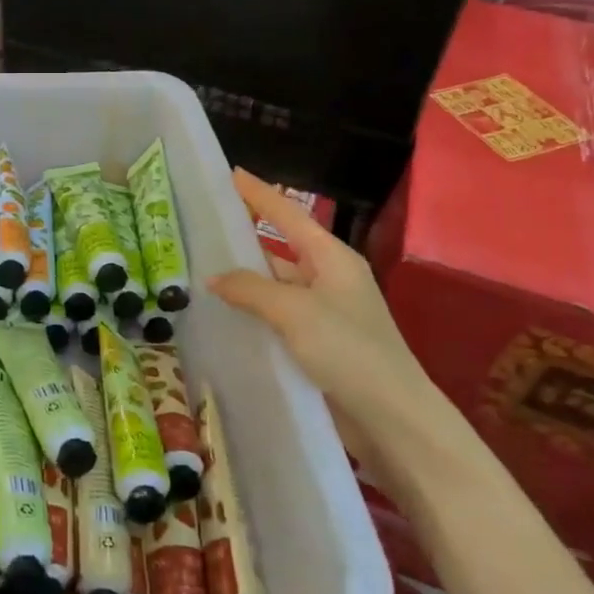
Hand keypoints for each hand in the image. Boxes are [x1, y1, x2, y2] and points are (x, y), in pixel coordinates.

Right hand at [209, 171, 468, 495]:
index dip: (260, 194)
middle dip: (244, 240)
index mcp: (333, 259)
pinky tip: (223, 316)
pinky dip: (253, 313)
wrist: (394, 419)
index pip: (289, 215)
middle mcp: (330, 279)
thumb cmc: (349, 351)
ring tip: (200, 272)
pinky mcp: (319, 345)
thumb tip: (214, 277)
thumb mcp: (295, 312)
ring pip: (276, 287)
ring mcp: (325, 314)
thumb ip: (251, 289)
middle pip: (280, 249)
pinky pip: (278, 318)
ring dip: (245, 282)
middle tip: (201, 229)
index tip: (231, 174)